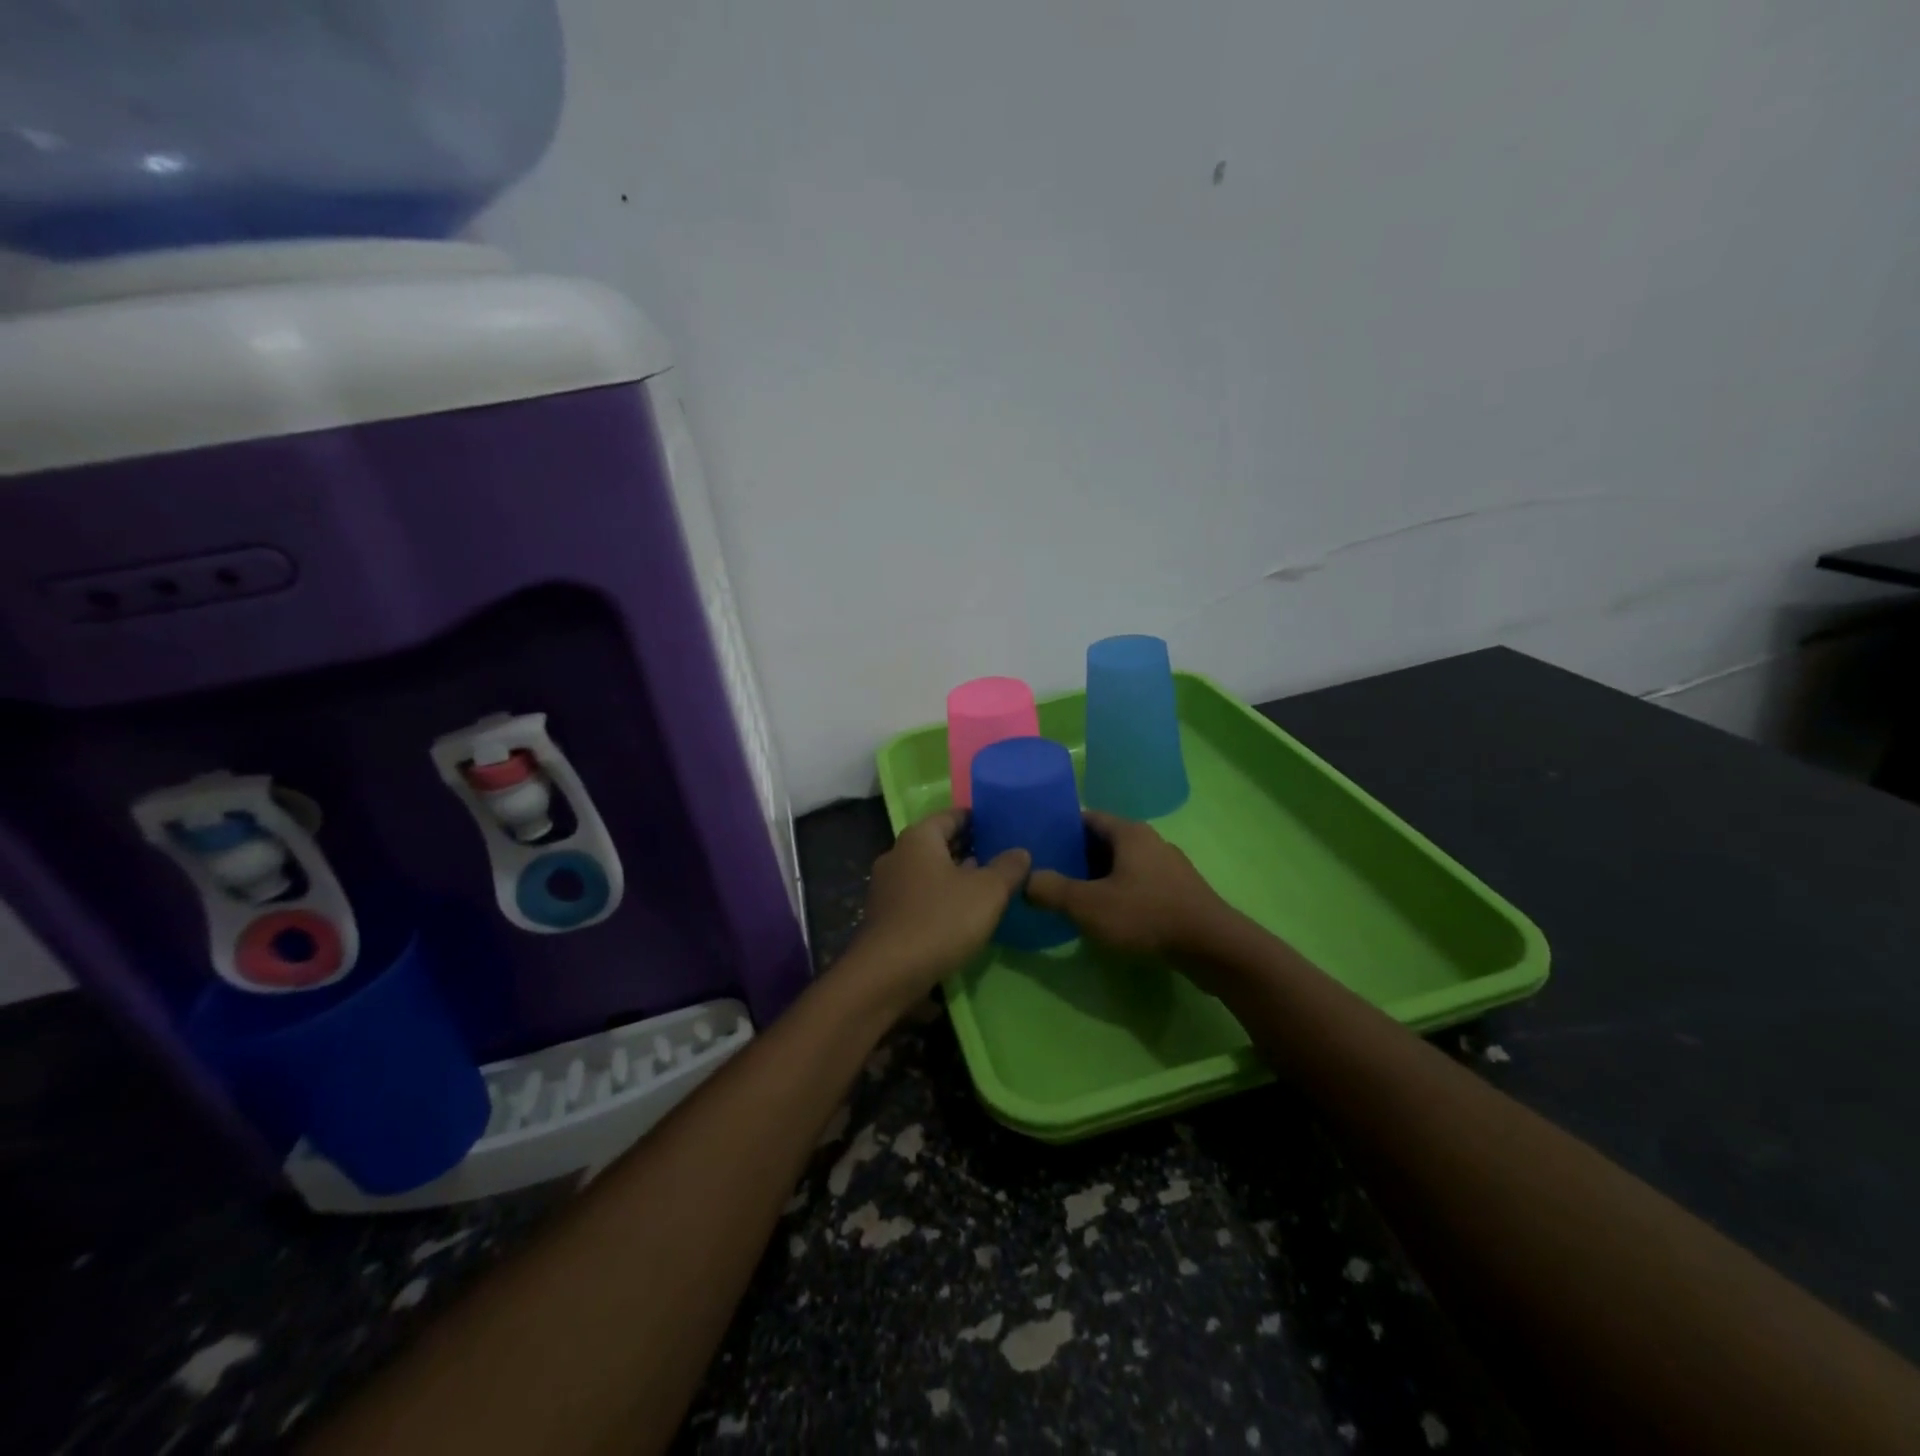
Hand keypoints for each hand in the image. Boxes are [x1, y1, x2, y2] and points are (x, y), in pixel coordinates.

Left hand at [841, 808, 1030, 1011]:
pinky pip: (919, 897)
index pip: (951, 816)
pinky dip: (940, 899)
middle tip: (1001, 857)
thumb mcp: (988, 892)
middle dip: (968, 849)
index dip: (977, 819)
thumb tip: (1020, 852)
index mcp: (918, 838)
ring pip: (928, 872)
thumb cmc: (941, 920)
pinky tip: (962, 915)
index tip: (1001, 826)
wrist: (888, 974)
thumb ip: (1008, 868)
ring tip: (988, 887)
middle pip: (938, 844)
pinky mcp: (885, 917)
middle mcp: (897, 855)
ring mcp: (887, 887)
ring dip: (955, 877)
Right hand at [1025, 811, 1235, 957]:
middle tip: (1047, 873)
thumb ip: (1052, 890)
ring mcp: (1168, 867)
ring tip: (1070, 896)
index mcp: (1129, 832)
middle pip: (1104, 841)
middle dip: (1075, 856)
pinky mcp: (1179, 892)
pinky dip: (1118, 892)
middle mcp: (1150, 841)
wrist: (1212, 948)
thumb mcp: (1088, 905)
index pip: (1086, 817)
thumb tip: (1025, 879)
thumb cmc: (1147, 915)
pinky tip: (1106, 915)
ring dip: (1097, 877)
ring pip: (1122, 864)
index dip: (1060, 828)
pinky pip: (1139, 884)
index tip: (1037, 844)